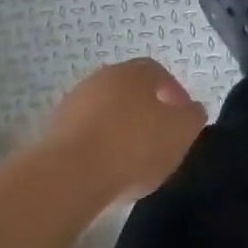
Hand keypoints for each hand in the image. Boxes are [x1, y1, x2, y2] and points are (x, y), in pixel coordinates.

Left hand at [42, 58, 206, 202]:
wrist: (71, 175)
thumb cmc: (134, 146)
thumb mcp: (182, 131)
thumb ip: (192, 116)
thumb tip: (190, 110)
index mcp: (133, 72)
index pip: (159, 73)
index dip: (175, 93)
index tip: (183, 119)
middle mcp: (101, 78)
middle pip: (130, 91)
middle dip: (147, 111)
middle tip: (160, 138)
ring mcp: (74, 103)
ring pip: (107, 112)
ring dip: (122, 129)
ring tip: (134, 160)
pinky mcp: (55, 131)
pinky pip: (87, 133)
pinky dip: (101, 146)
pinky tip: (109, 170)